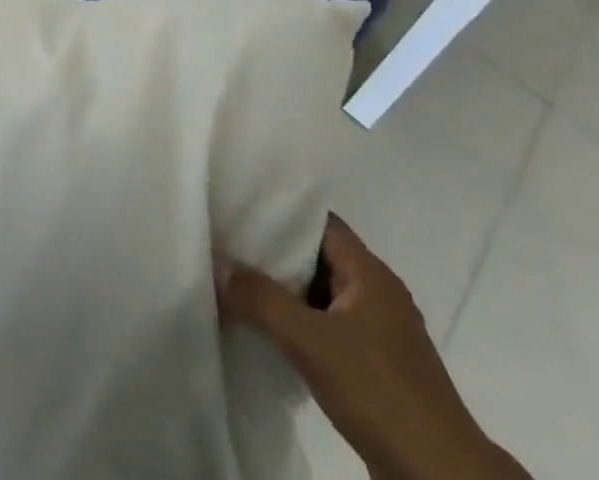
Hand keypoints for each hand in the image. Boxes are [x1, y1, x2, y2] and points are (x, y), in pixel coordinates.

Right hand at [218, 215, 528, 479]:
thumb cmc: (380, 392)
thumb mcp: (311, 341)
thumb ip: (261, 299)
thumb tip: (217, 265)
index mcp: (370, 271)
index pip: (318, 220)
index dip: (279, 211)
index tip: (239, 207)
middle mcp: (378, 292)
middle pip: (317, 256)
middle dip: (275, 252)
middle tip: (229, 245)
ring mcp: (381, 332)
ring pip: (323, 294)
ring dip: (287, 292)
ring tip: (240, 285)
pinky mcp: (379, 368)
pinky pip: (331, 328)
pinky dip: (302, 325)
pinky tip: (271, 334)